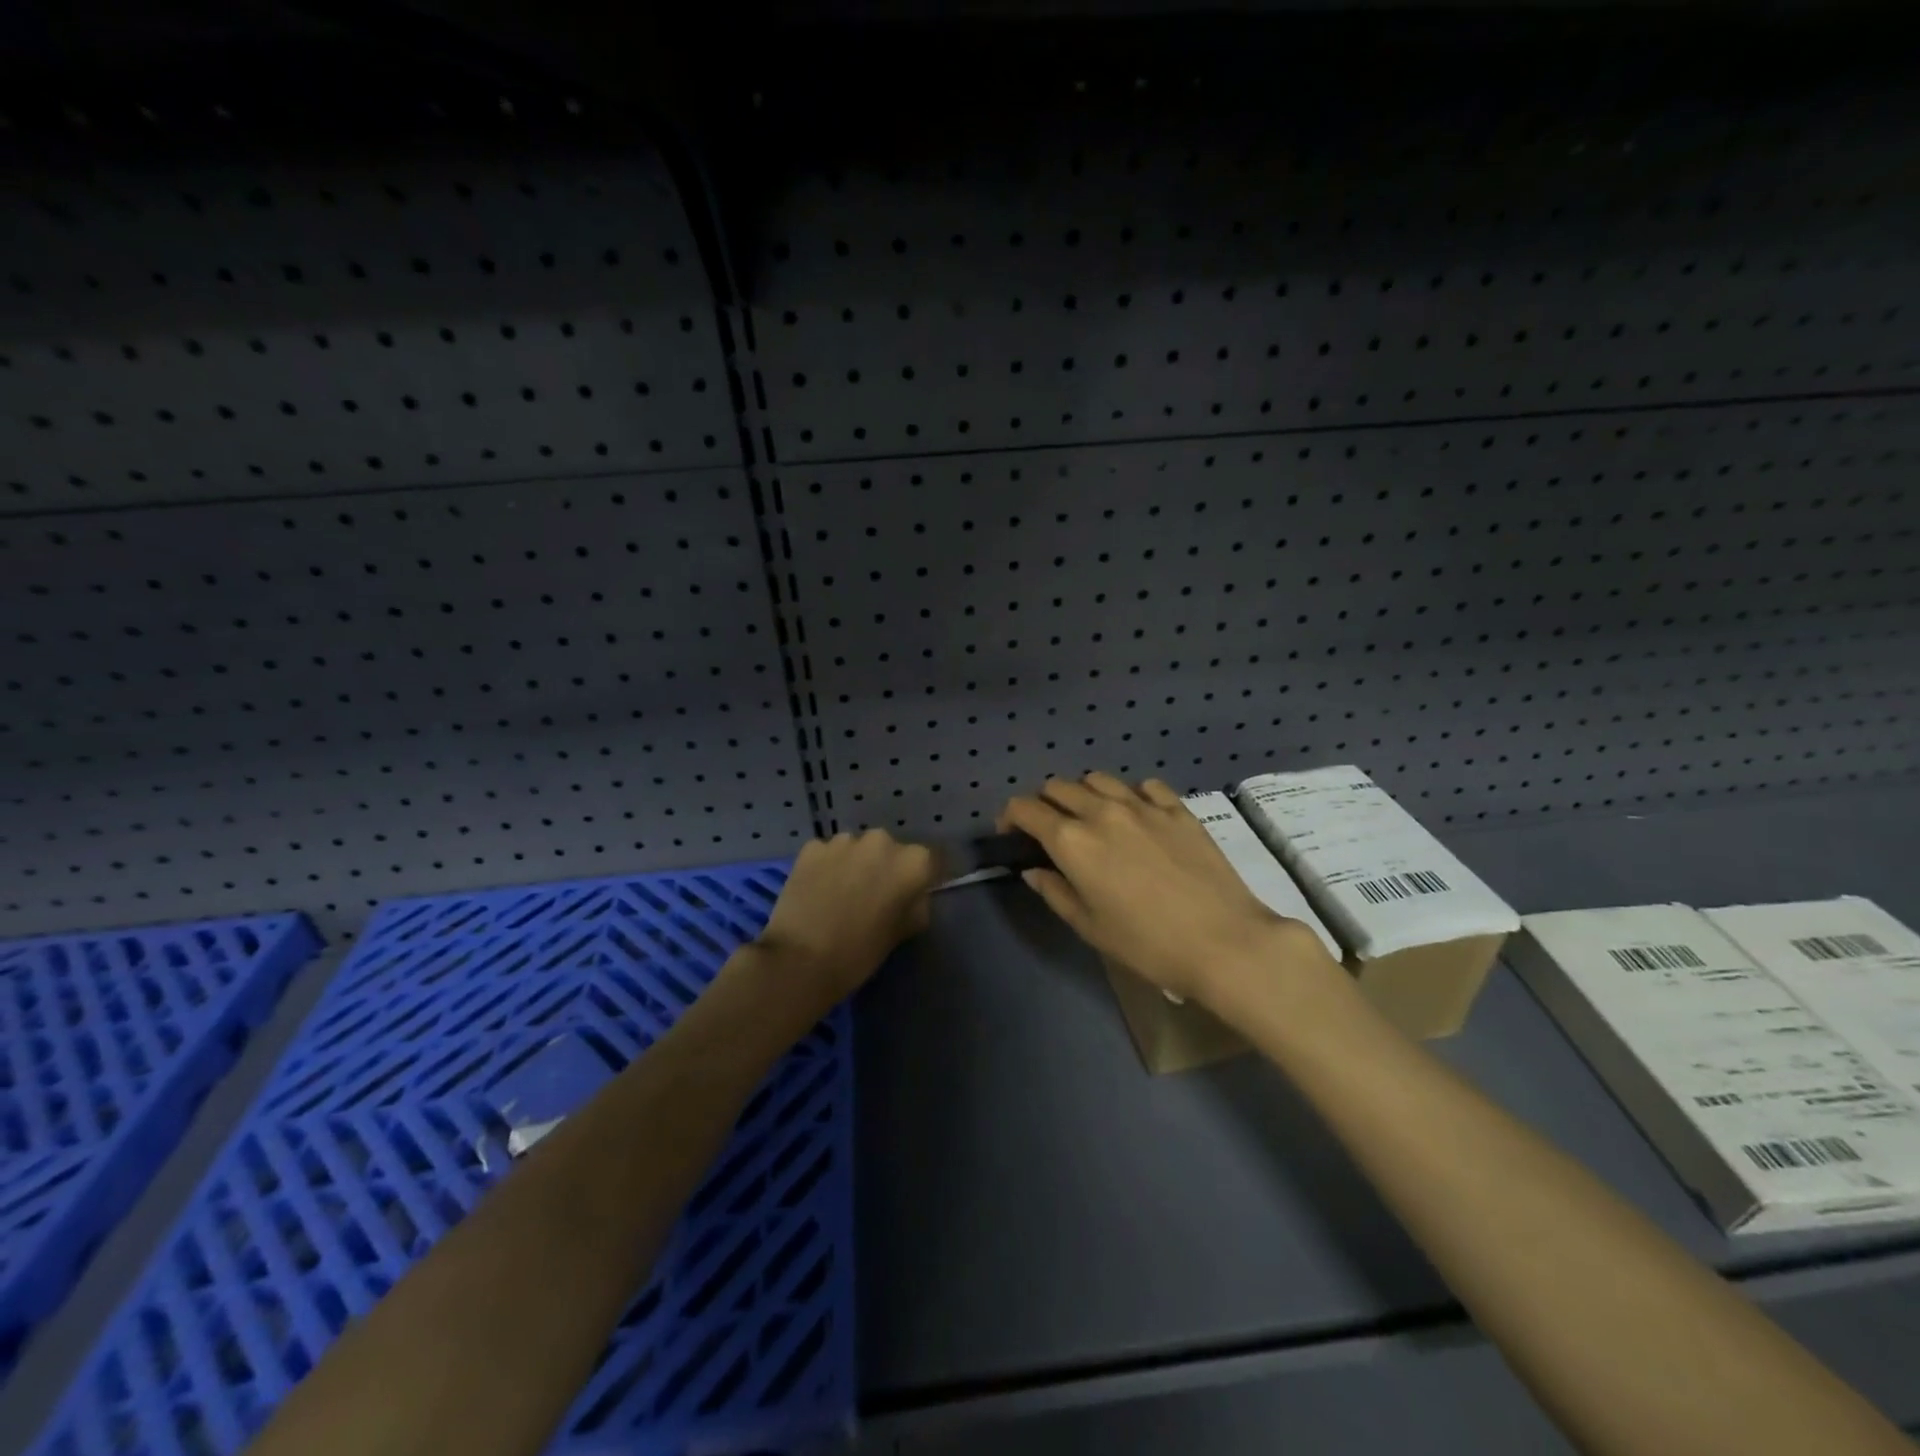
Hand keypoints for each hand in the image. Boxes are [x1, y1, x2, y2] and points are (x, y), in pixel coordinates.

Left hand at [752, 829, 938, 1008]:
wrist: (799, 960)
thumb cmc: (860, 953)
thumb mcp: (902, 933)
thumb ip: (916, 906)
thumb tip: (913, 896)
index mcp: (913, 862)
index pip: (930, 861)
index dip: (922, 878)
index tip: (913, 894)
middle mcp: (882, 841)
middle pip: (892, 851)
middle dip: (886, 868)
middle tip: (874, 897)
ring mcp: (844, 841)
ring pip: (858, 849)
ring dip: (856, 865)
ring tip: (842, 894)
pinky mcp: (813, 847)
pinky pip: (829, 853)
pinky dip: (828, 867)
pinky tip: (818, 891)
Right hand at [1000, 774, 1335, 1005]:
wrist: (1223, 941)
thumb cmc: (1147, 943)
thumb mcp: (1089, 926)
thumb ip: (1055, 891)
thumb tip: (1034, 870)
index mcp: (1072, 840)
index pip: (1025, 808)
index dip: (1010, 817)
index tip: (1011, 835)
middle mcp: (1102, 811)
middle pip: (1058, 787)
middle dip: (1044, 803)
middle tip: (1050, 830)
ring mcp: (1142, 805)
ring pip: (1098, 779)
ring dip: (1084, 794)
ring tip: (1092, 819)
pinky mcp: (1177, 808)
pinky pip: (1144, 786)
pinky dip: (1130, 795)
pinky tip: (1137, 816)